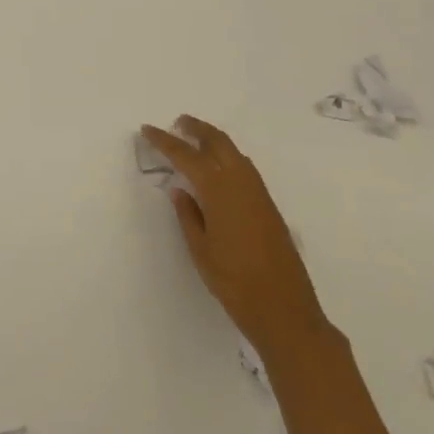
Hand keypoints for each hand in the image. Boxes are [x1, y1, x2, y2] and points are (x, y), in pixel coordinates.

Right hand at [140, 116, 328, 358]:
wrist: (285, 311)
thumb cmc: (234, 282)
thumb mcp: (200, 249)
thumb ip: (188, 215)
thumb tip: (179, 190)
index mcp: (219, 191)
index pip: (186, 156)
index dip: (165, 141)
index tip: (147, 130)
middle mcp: (241, 184)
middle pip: (217, 142)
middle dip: (196, 128)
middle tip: (177, 122)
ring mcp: (259, 194)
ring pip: (234, 152)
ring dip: (214, 140)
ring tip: (195, 140)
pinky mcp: (269, 206)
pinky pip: (245, 168)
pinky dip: (228, 156)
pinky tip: (219, 168)